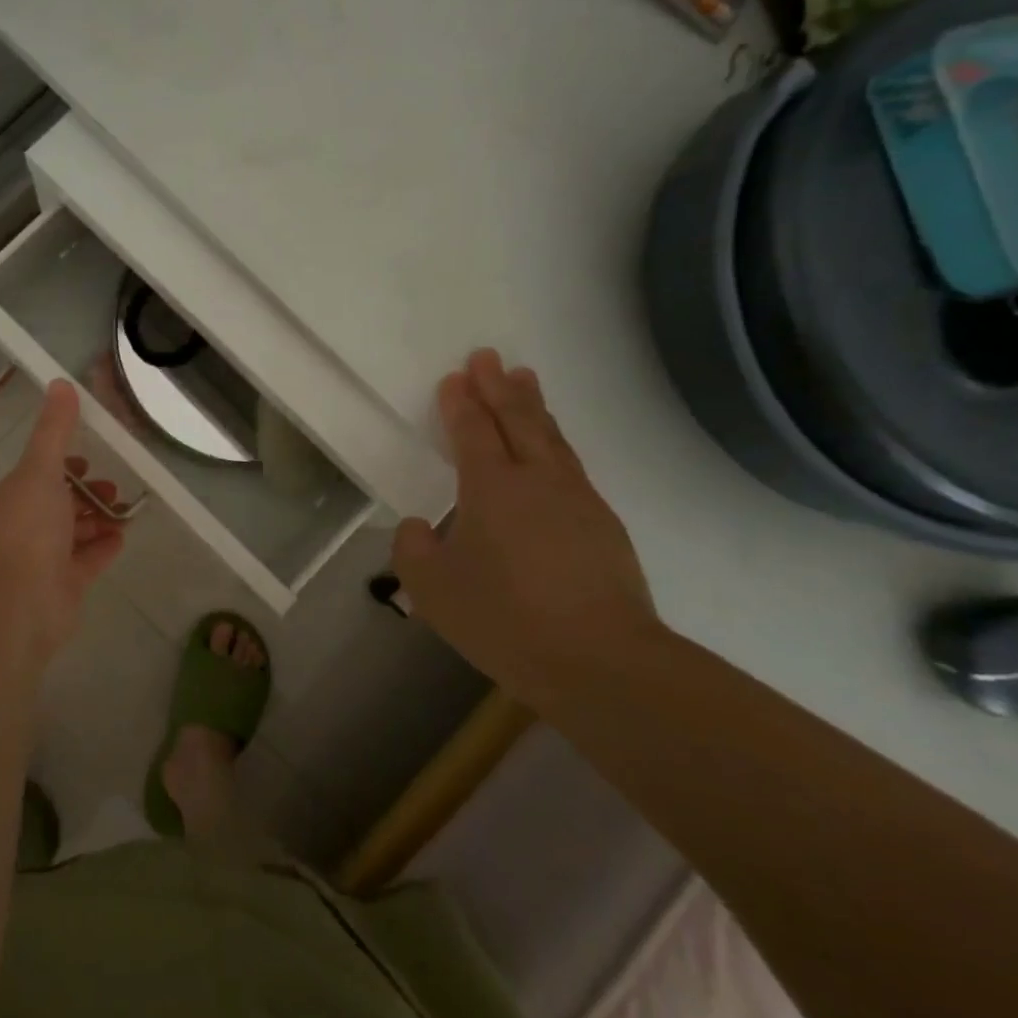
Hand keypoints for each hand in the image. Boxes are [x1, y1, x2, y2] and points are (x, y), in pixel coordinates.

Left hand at [0, 381, 125, 658]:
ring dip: (99, 518)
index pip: (41, 473)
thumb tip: (61, 383)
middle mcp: (28, 525)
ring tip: (125, 510)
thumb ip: (54, 430)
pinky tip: (123, 537)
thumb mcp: (41, 469)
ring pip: (76, 531)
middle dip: (87, 492)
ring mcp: (46, 558)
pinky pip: (88, 560)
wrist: (21, 602)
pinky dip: (104, 546)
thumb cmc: (29, 529)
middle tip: (113, 489)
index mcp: (17, 496)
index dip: (64, 464)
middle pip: (61, 502)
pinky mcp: (65, 584)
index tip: (89, 458)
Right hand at [392, 350, 660, 698]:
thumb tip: (418, 526)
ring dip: (533, 405)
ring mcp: (577, 499)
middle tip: (488, 356)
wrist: (601, 661)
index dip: (461, 402)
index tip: (455, 377)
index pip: (472, 431)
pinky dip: (555, 442)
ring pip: (551, 437)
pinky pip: (571, 465)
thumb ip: (413, 549)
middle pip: (517, 419)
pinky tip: (553, 450)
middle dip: (498, 386)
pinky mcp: (604, 524)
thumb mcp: (432, 589)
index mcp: (491, 487)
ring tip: (524, 379)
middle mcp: (536, 479)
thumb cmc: (505, 619)